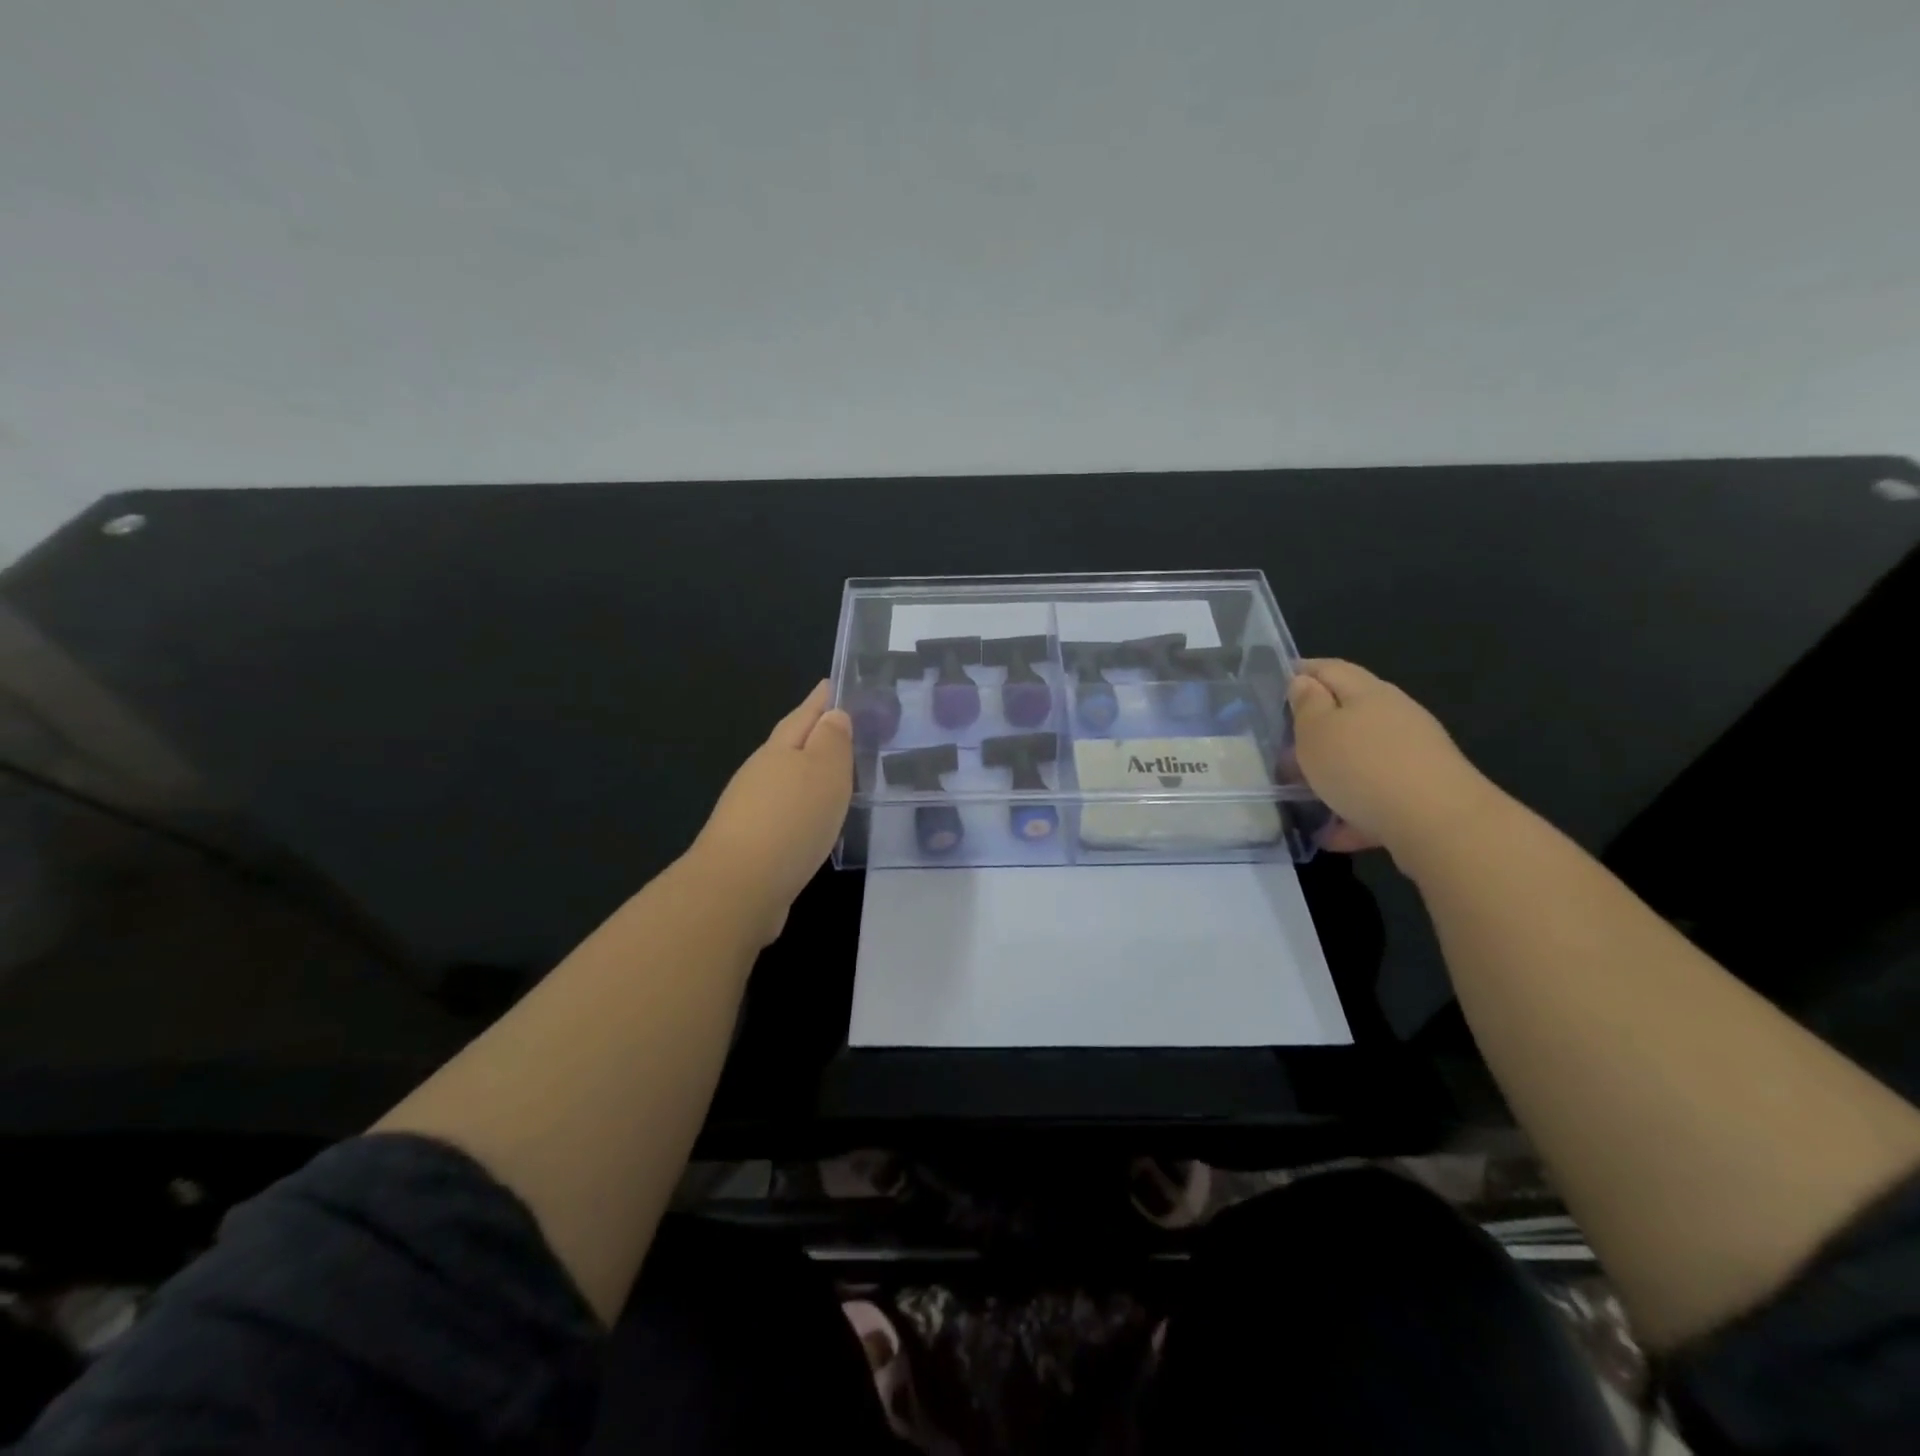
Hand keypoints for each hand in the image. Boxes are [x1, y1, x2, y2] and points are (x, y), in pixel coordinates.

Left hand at [690, 681, 853, 943]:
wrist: (739, 887)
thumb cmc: (791, 820)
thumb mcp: (824, 772)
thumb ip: (832, 742)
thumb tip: (834, 714)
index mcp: (779, 750)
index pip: (804, 715)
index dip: (820, 700)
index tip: (832, 683)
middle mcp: (760, 773)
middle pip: (790, 744)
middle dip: (812, 733)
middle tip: (840, 724)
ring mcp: (751, 809)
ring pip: (786, 779)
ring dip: (808, 772)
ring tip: (835, 771)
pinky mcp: (753, 843)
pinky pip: (785, 812)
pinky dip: (802, 807)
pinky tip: (815, 818)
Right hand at [1286, 659, 1497, 857]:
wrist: (1439, 824)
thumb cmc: (1363, 767)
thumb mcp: (1317, 732)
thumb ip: (1306, 705)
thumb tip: (1304, 682)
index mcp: (1368, 693)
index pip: (1330, 669)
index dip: (1301, 672)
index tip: (1274, 684)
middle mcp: (1395, 716)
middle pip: (1348, 713)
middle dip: (1314, 729)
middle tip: (1281, 749)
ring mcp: (1413, 754)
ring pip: (1361, 756)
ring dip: (1331, 771)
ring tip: (1301, 794)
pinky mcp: (1421, 791)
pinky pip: (1376, 795)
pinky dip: (1351, 808)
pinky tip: (1331, 833)